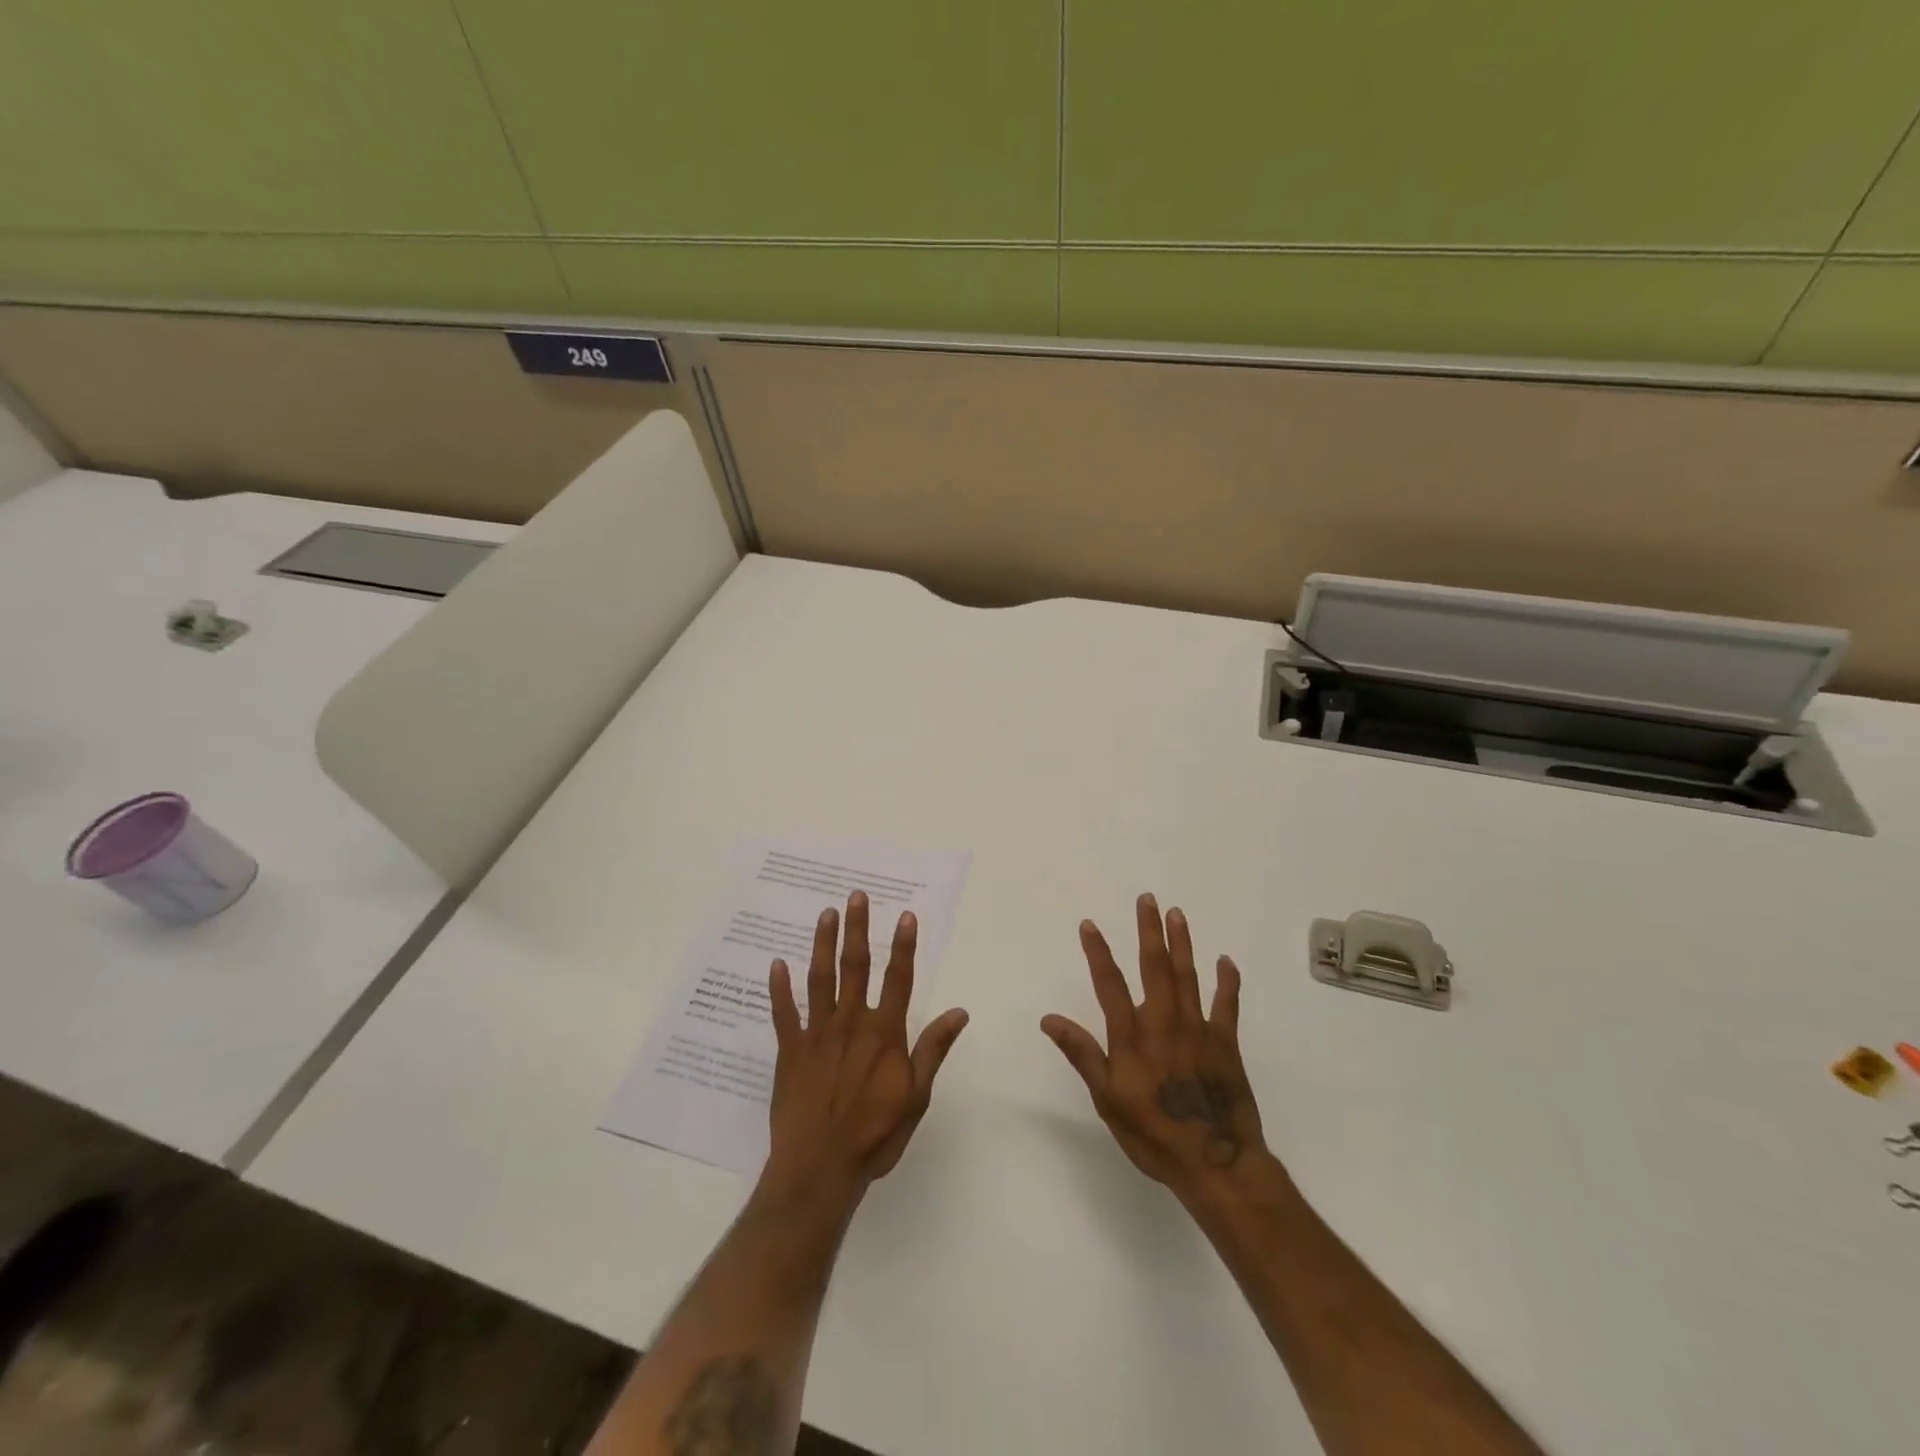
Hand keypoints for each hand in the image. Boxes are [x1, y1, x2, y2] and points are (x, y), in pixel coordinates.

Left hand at [764, 891, 968, 1203]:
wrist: (820, 1169)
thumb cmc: (875, 1135)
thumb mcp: (916, 1096)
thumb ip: (933, 1049)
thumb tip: (959, 1011)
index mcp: (884, 1033)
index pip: (898, 978)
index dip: (904, 945)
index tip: (905, 914)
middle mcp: (851, 1023)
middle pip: (856, 967)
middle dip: (858, 928)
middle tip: (856, 896)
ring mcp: (817, 1034)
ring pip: (821, 979)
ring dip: (823, 944)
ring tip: (826, 913)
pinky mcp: (790, 1051)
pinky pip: (783, 1013)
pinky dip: (779, 988)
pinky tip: (776, 964)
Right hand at [1042, 894, 1268, 1200]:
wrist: (1216, 1164)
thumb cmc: (1153, 1135)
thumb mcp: (1107, 1100)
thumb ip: (1082, 1054)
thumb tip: (1049, 1019)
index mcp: (1132, 1037)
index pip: (1109, 984)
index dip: (1098, 952)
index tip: (1089, 924)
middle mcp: (1164, 1023)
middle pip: (1155, 967)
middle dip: (1149, 931)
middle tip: (1148, 899)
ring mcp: (1198, 1030)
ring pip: (1188, 976)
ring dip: (1182, 943)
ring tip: (1177, 914)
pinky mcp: (1225, 1044)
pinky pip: (1227, 1005)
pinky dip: (1227, 982)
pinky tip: (1225, 961)